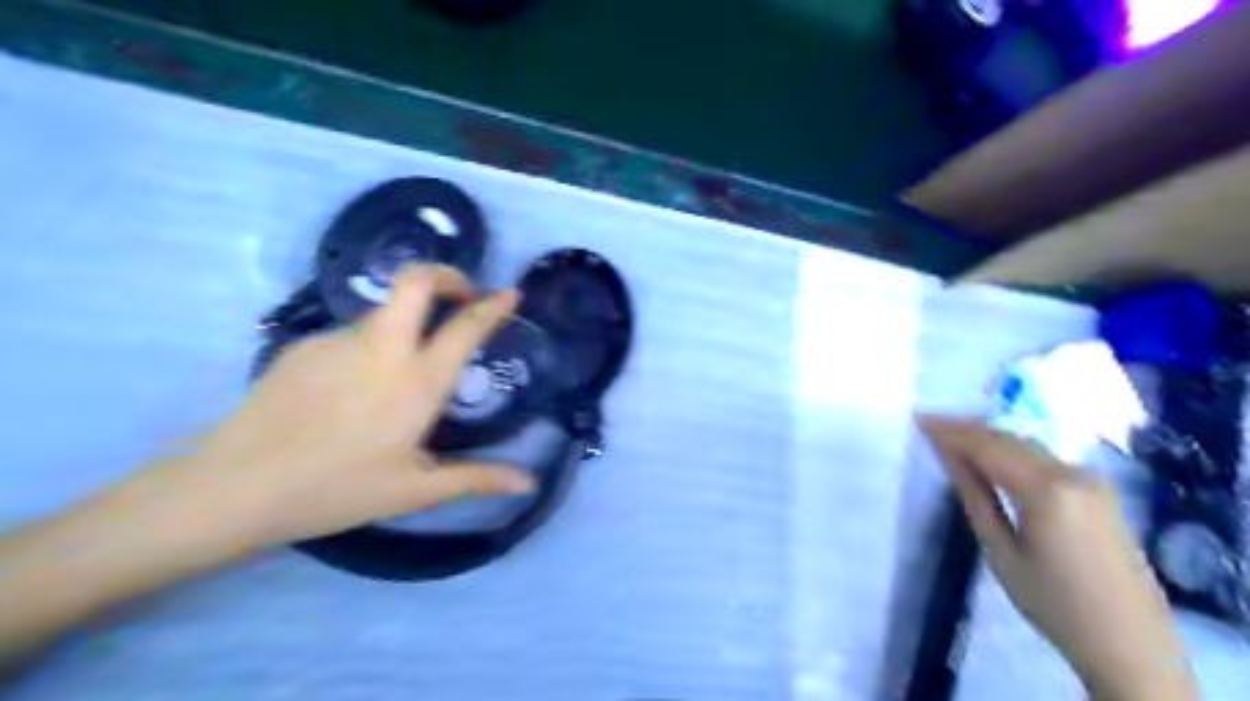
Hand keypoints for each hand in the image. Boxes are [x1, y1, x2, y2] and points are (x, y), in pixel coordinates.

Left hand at [138, 264, 537, 550]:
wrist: (235, 488)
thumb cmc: (338, 489)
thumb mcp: (415, 490)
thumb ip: (476, 479)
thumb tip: (529, 482)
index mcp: (417, 381)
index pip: (464, 328)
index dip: (492, 307)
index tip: (510, 294)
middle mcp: (382, 348)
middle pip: (415, 282)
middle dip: (445, 275)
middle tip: (461, 293)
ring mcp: (337, 341)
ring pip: (383, 313)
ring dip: (405, 324)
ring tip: (398, 376)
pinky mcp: (303, 346)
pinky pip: (350, 337)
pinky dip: (367, 350)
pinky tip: (350, 393)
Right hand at [921, 416, 1194, 700]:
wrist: (1131, 645)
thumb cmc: (1055, 604)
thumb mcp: (1001, 552)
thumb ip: (974, 496)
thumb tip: (949, 456)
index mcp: (1048, 490)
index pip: (988, 446)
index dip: (951, 431)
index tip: (919, 419)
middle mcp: (1074, 473)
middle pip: (1009, 440)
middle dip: (968, 429)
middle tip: (931, 424)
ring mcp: (1092, 480)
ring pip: (1028, 446)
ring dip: (990, 438)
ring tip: (952, 437)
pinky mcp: (1100, 490)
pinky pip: (1045, 459)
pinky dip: (1013, 452)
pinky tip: (991, 456)